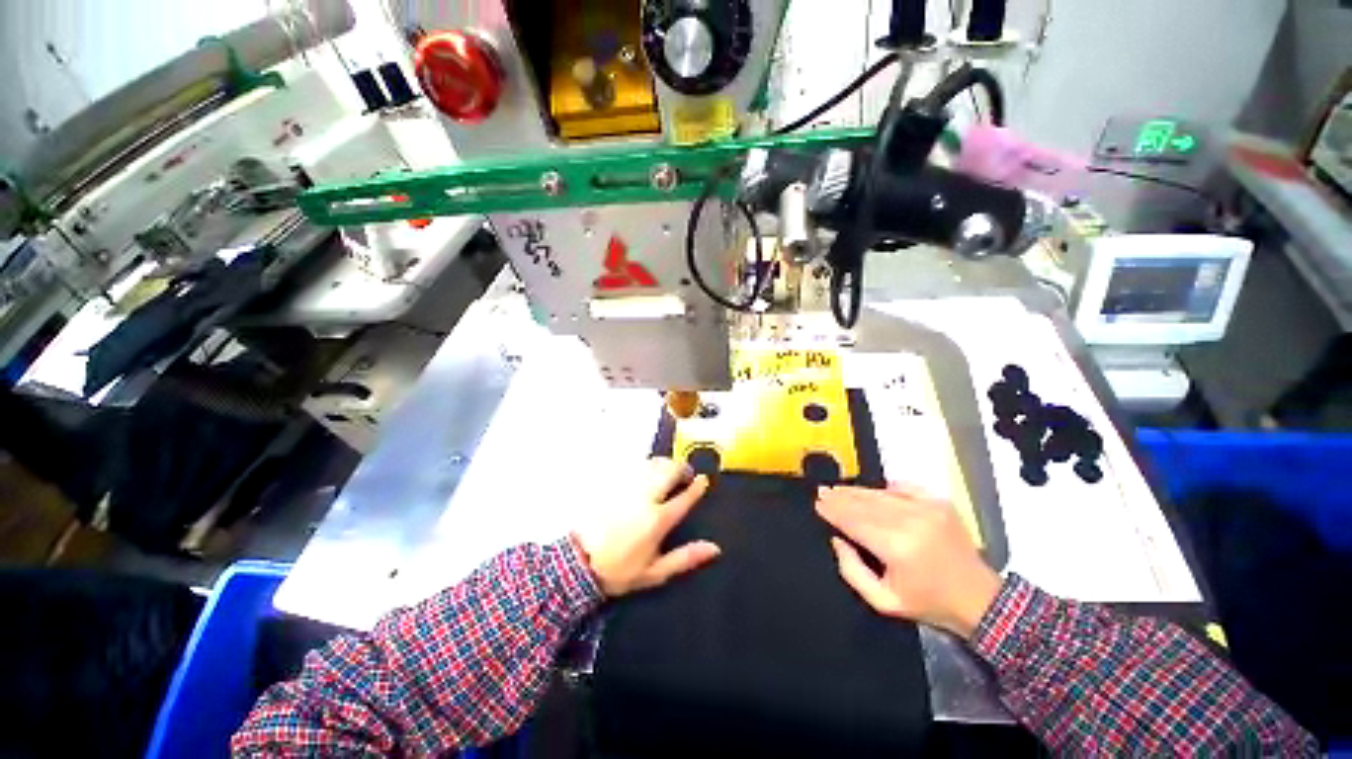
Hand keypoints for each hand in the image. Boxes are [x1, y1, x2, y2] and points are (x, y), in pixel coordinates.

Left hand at [573, 458, 720, 596]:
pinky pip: (635, 466)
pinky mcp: (613, 484)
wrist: (578, 562)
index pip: (684, 497)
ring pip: (653, 464)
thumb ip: (685, 558)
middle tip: (686, 474)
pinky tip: (647, 473)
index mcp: (658, 520)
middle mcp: (645, 498)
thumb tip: (714, 548)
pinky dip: (647, 466)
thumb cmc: (620, 570)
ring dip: (665, 464)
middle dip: (682, 468)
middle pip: (669, 471)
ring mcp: (627, 488)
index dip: (696, 487)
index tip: (703, 481)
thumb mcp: (655, 572)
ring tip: (669, 471)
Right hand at [815, 484, 1002, 638]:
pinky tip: (872, 490)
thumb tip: (837, 539)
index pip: (853, 520)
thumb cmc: (928, 603)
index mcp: (896, 547)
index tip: (817, 503)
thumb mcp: (883, 600)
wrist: (980, 599)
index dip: (833, 510)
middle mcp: (910, 521)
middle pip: (864, 503)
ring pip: (880, 494)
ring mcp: (927, 508)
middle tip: (822, 492)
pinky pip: (903, 487)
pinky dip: (884, 487)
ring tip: (839, 489)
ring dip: (857, 491)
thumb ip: (852, 570)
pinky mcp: (939, 503)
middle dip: (840, 497)